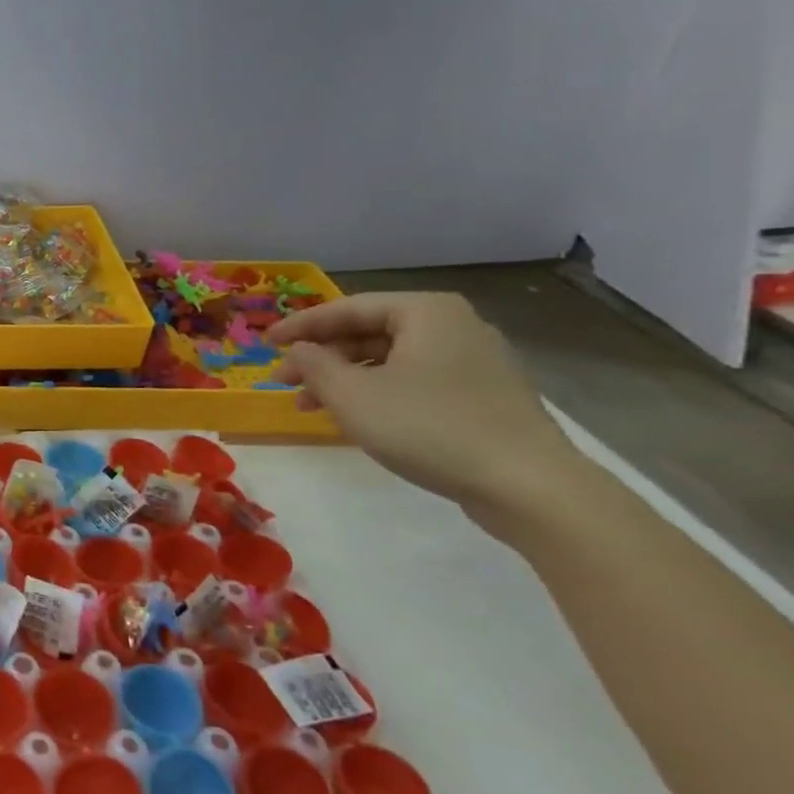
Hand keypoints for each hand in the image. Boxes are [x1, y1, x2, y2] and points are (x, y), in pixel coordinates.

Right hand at [267, 292, 582, 509]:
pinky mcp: (483, 396)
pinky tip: (357, 418)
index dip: (300, 326)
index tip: (265, 343)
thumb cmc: (429, 427)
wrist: (527, 486)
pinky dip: (377, 393)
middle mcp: (454, 326)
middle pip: (369, 332)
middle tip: (285, 381)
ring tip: (312, 406)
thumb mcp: (353, 395)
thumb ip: (315, 365)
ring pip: (390, 360)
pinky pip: (414, 381)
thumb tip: (298, 350)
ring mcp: (474, 362)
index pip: (347, 308)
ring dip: (344, 379)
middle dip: (322, 357)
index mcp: (426, 312)